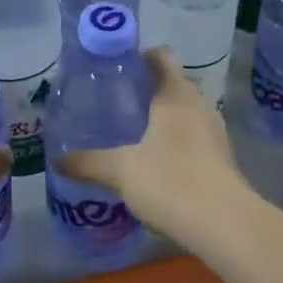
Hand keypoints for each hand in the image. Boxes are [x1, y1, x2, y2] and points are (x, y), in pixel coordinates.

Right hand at [59, 50, 249, 242]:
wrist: (225, 225)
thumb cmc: (171, 181)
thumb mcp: (121, 170)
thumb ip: (88, 162)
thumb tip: (57, 160)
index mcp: (176, 94)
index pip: (161, 56)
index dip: (138, 56)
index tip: (114, 67)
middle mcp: (198, 105)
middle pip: (173, 83)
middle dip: (147, 89)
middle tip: (115, 101)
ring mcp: (214, 132)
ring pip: (184, 112)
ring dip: (162, 117)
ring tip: (131, 130)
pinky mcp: (221, 159)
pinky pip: (193, 137)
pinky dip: (174, 141)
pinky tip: (154, 162)